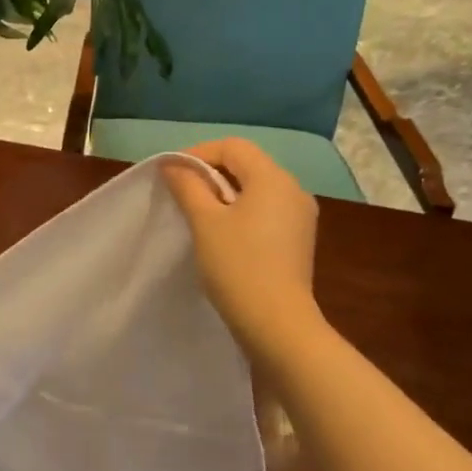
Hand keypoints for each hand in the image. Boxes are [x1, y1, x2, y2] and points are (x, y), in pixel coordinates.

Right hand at [162, 138, 321, 348]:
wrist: (276, 323)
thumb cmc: (237, 265)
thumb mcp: (204, 221)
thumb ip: (188, 186)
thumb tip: (173, 165)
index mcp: (273, 178)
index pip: (233, 147)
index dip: (198, 153)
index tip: (172, 175)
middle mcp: (293, 190)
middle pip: (247, 165)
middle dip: (211, 173)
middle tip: (181, 193)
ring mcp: (300, 216)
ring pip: (256, 189)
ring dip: (225, 193)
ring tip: (198, 215)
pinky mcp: (298, 240)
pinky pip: (265, 211)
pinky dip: (241, 212)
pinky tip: (222, 235)